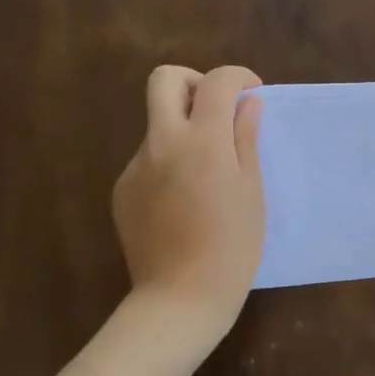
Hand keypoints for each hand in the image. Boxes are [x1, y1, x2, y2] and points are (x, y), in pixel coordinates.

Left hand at [112, 64, 265, 339]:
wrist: (180, 298)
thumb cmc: (232, 248)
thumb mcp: (252, 192)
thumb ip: (246, 140)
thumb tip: (248, 104)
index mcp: (202, 141)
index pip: (217, 82)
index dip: (238, 77)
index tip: (252, 93)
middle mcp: (162, 143)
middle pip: (165, 80)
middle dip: (194, 82)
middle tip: (217, 111)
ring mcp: (136, 166)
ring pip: (157, 123)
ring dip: (183, 129)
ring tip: (207, 174)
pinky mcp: (122, 189)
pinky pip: (148, 159)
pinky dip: (168, 162)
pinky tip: (184, 201)